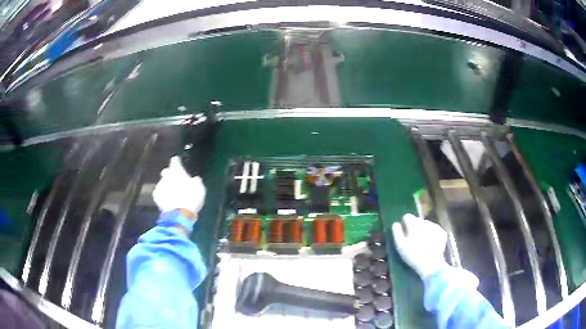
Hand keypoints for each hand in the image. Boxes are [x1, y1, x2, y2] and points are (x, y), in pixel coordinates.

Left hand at [153, 156, 205, 217]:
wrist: (179, 214)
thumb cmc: (191, 199)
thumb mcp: (199, 189)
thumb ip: (196, 182)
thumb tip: (195, 179)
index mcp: (177, 172)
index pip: (175, 162)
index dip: (176, 161)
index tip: (176, 160)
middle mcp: (167, 176)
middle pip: (166, 172)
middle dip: (169, 174)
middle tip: (175, 180)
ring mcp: (160, 186)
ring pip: (163, 183)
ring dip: (167, 186)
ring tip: (172, 194)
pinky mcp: (156, 196)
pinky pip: (159, 192)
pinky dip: (163, 195)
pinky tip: (167, 200)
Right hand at [392, 214, 448, 278]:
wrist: (431, 264)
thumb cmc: (413, 255)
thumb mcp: (400, 245)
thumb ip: (396, 232)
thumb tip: (395, 223)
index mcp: (414, 223)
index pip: (407, 216)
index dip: (404, 223)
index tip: (404, 232)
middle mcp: (425, 221)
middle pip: (417, 221)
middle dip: (415, 227)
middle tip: (412, 240)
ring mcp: (435, 226)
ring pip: (427, 225)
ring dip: (423, 231)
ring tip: (422, 243)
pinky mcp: (442, 233)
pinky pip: (434, 231)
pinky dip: (432, 235)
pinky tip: (430, 244)